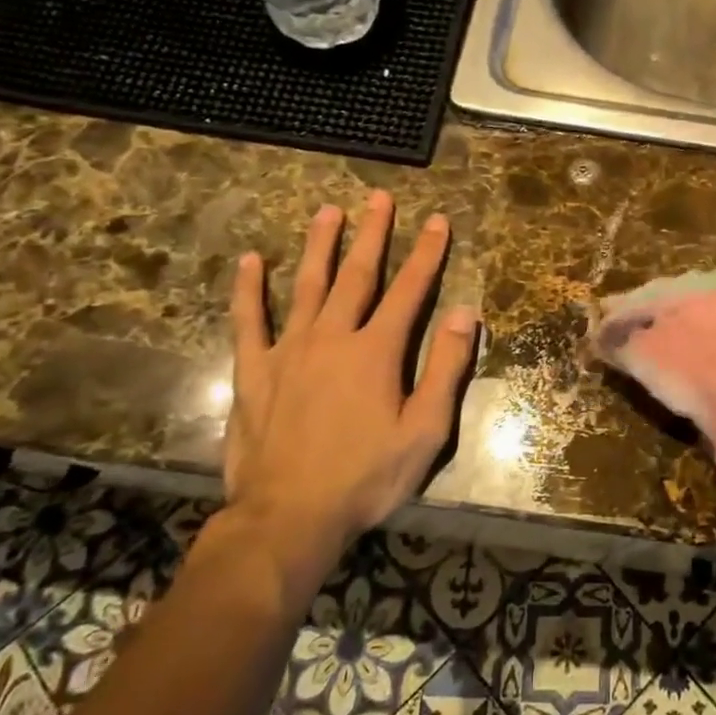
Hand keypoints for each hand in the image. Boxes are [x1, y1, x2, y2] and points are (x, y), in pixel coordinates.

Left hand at [219, 191, 478, 609]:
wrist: (288, 517)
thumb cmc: (366, 478)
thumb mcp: (425, 431)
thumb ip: (446, 369)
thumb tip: (467, 314)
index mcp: (376, 351)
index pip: (410, 290)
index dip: (426, 253)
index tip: (437, 219)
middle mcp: (333, 337)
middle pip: (357, 274)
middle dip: (372, 233)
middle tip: (378, 196)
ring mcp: (288, 350)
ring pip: (306, 285)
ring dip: (319, 245)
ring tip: (327, 211)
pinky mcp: (253, 371)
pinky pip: (248, 321)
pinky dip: (249, 289)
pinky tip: (251, 261)